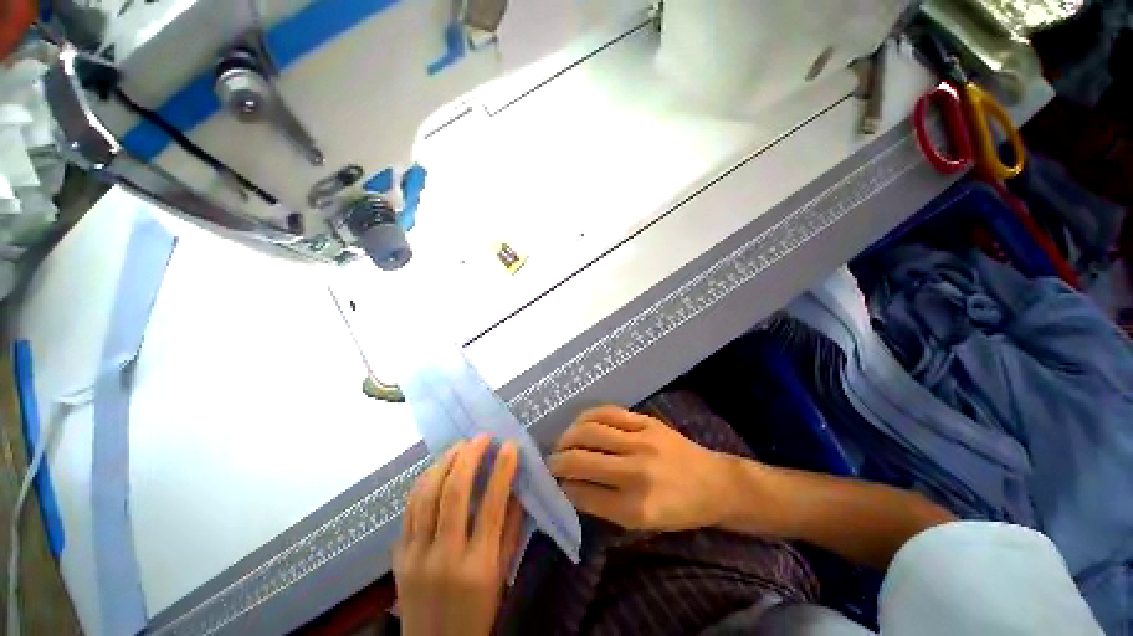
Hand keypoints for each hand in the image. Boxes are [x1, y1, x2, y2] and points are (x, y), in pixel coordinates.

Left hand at [393, 437, 522, 635]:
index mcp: (478, 565)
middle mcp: (444, 556)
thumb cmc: (478, 609)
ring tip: (460, 446)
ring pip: (426, 494)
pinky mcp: (397, 555)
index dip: (502, 469)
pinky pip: (409, 508)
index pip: (492, 504)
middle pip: (453, 492)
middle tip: (481, 438)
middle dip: (469, 456)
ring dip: (444, 462)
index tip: (510, 445)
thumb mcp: (502, 572)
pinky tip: (438, 468)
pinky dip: (424, 481)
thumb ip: (511, 527)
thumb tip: (516, 485)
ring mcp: (415, 555)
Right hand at [548, 406, 737, 530]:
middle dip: (557, 461)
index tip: (552, 483)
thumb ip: (604, 505)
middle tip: (550, 462)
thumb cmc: (678, 509)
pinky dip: (587, 417)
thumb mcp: (641, 523)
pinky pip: (608, 413)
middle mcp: (635, 472)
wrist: (714, 483)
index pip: (583, 494)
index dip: (562, 487)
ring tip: (562, 442)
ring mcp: (641, 441)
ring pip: (589, 432)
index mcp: (634, 507)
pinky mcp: (646, 422)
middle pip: (581, 460)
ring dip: (568, 437)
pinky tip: (580, 424)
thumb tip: (570, 486)